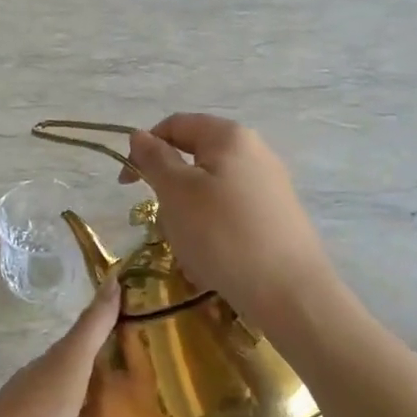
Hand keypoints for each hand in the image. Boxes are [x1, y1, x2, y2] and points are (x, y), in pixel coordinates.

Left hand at [0, 279, 162, 416]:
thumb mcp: (68, 361)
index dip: (103, 352)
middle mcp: (45, 414)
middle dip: (115, 403)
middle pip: (84, 405)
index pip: (74, 361)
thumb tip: (117, 278)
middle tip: (160, 399)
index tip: (142, 346)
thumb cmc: (37, 410)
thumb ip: (93, 326)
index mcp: (42, 380)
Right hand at [123, 113, 337, 331]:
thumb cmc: (222, 234)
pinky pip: (230, 212)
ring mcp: (269, 184)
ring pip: (210, 188)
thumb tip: (139, 136)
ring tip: (187, 244)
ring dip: (187, 212)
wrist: (289, 291)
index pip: (175, 125)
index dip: (144, 148)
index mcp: (229, 136)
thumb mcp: (176, 192)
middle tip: (160, 220)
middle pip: (194, 157)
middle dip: (168, 187)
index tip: (127, 184)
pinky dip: (212, 228)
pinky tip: (211, 257)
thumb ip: (155, 159)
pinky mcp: (276, 215)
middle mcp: (254, 151)